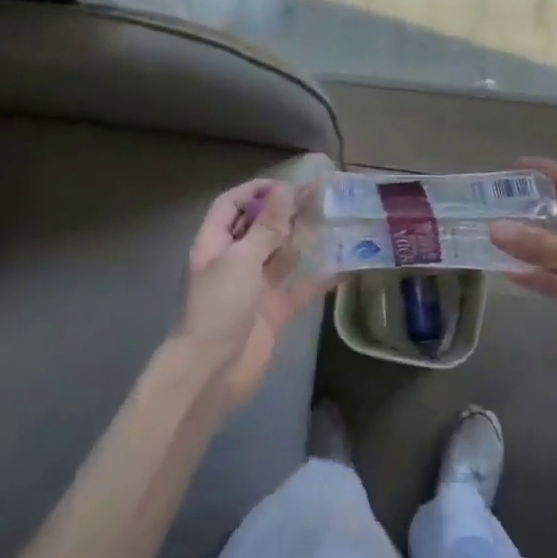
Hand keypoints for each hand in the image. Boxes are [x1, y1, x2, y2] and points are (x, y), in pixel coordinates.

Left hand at [175, 181, 329, 413]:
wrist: (212, 372)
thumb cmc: (219, 308)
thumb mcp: (241, 260)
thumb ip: (266, 227)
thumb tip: (284, 191)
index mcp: (215, 244)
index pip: (231, 205)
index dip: (255, 191)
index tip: (287, 185)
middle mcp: (234, 261)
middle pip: (260, 227)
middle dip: (286, 212)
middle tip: (321, 198)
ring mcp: (255, 287)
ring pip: (282, 255)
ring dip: (304, 239)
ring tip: (334, 221)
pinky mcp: (274, 311)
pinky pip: (300, 288)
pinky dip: (319, 278)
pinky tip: (345, 266)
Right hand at [489, 158, 556, 395]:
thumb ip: (537, 244)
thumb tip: (492, 228)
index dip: (544, 172)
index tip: (511, 166)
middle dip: (530, 210)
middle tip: (492, 205)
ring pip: (555, 251)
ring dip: (528, 246)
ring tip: (492, 237)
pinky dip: (536, 278)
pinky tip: (509, 273)